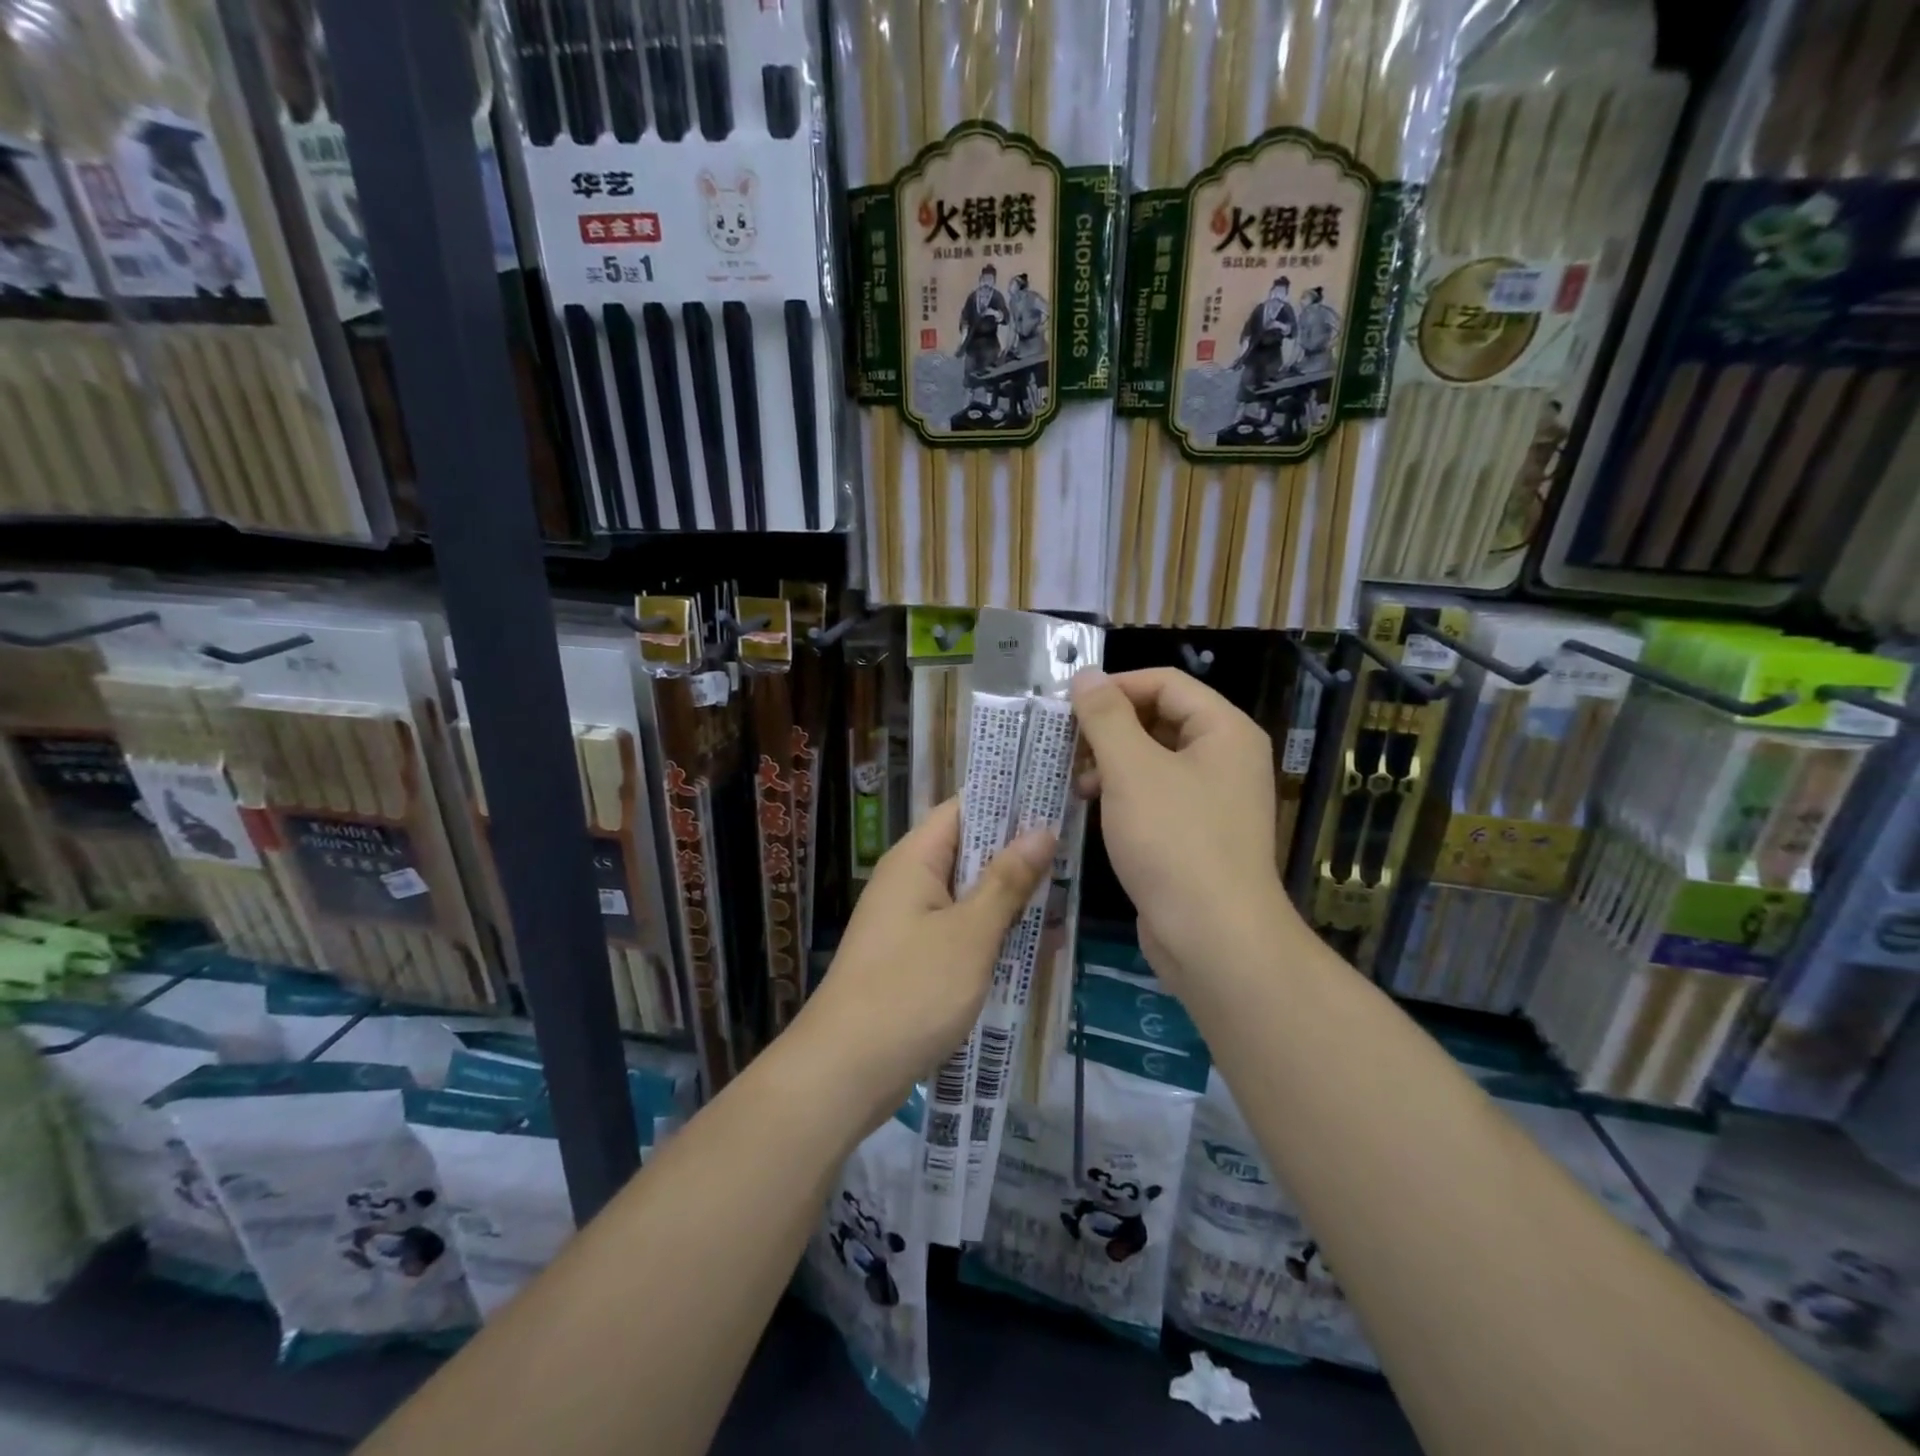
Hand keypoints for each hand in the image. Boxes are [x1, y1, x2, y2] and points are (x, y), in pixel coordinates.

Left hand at [794, 799, 1052, 1123]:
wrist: (846, 1070)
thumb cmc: (912, 991)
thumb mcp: (971, 933)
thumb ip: (1007, 880)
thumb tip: (1041, 829)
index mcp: (916, 859)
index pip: (963, 809)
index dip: (1008, 802)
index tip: (1056, 802)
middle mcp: (909, 881)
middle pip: (969, 850)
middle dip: (1018, 855)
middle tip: (1073, 857)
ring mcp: (909, 920)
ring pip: (968, 893)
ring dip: (1010, 899)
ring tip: (1065, 902)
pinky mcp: (913, 957)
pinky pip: (959, 929)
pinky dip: (992, 933)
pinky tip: (1034, 947)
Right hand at [1071, 668, 1292, 980]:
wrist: (1213, 938)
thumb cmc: (1174, 841)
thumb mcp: (1132, 770)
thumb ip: (1106, 717)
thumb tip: (1086, 676)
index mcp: (1224, 730)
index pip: (1165, 683)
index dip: (1115, 687)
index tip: (1068, 706)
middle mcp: (1226, 758)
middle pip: (1160, 719)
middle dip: (1110, 728)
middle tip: (1066, 745)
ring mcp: (1214, 799)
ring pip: (1154, 760)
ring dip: (1111, 762)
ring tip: (1075, 781)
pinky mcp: (1197, 834)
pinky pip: (1156, 796)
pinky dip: (1124, 794)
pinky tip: (1092, 808)